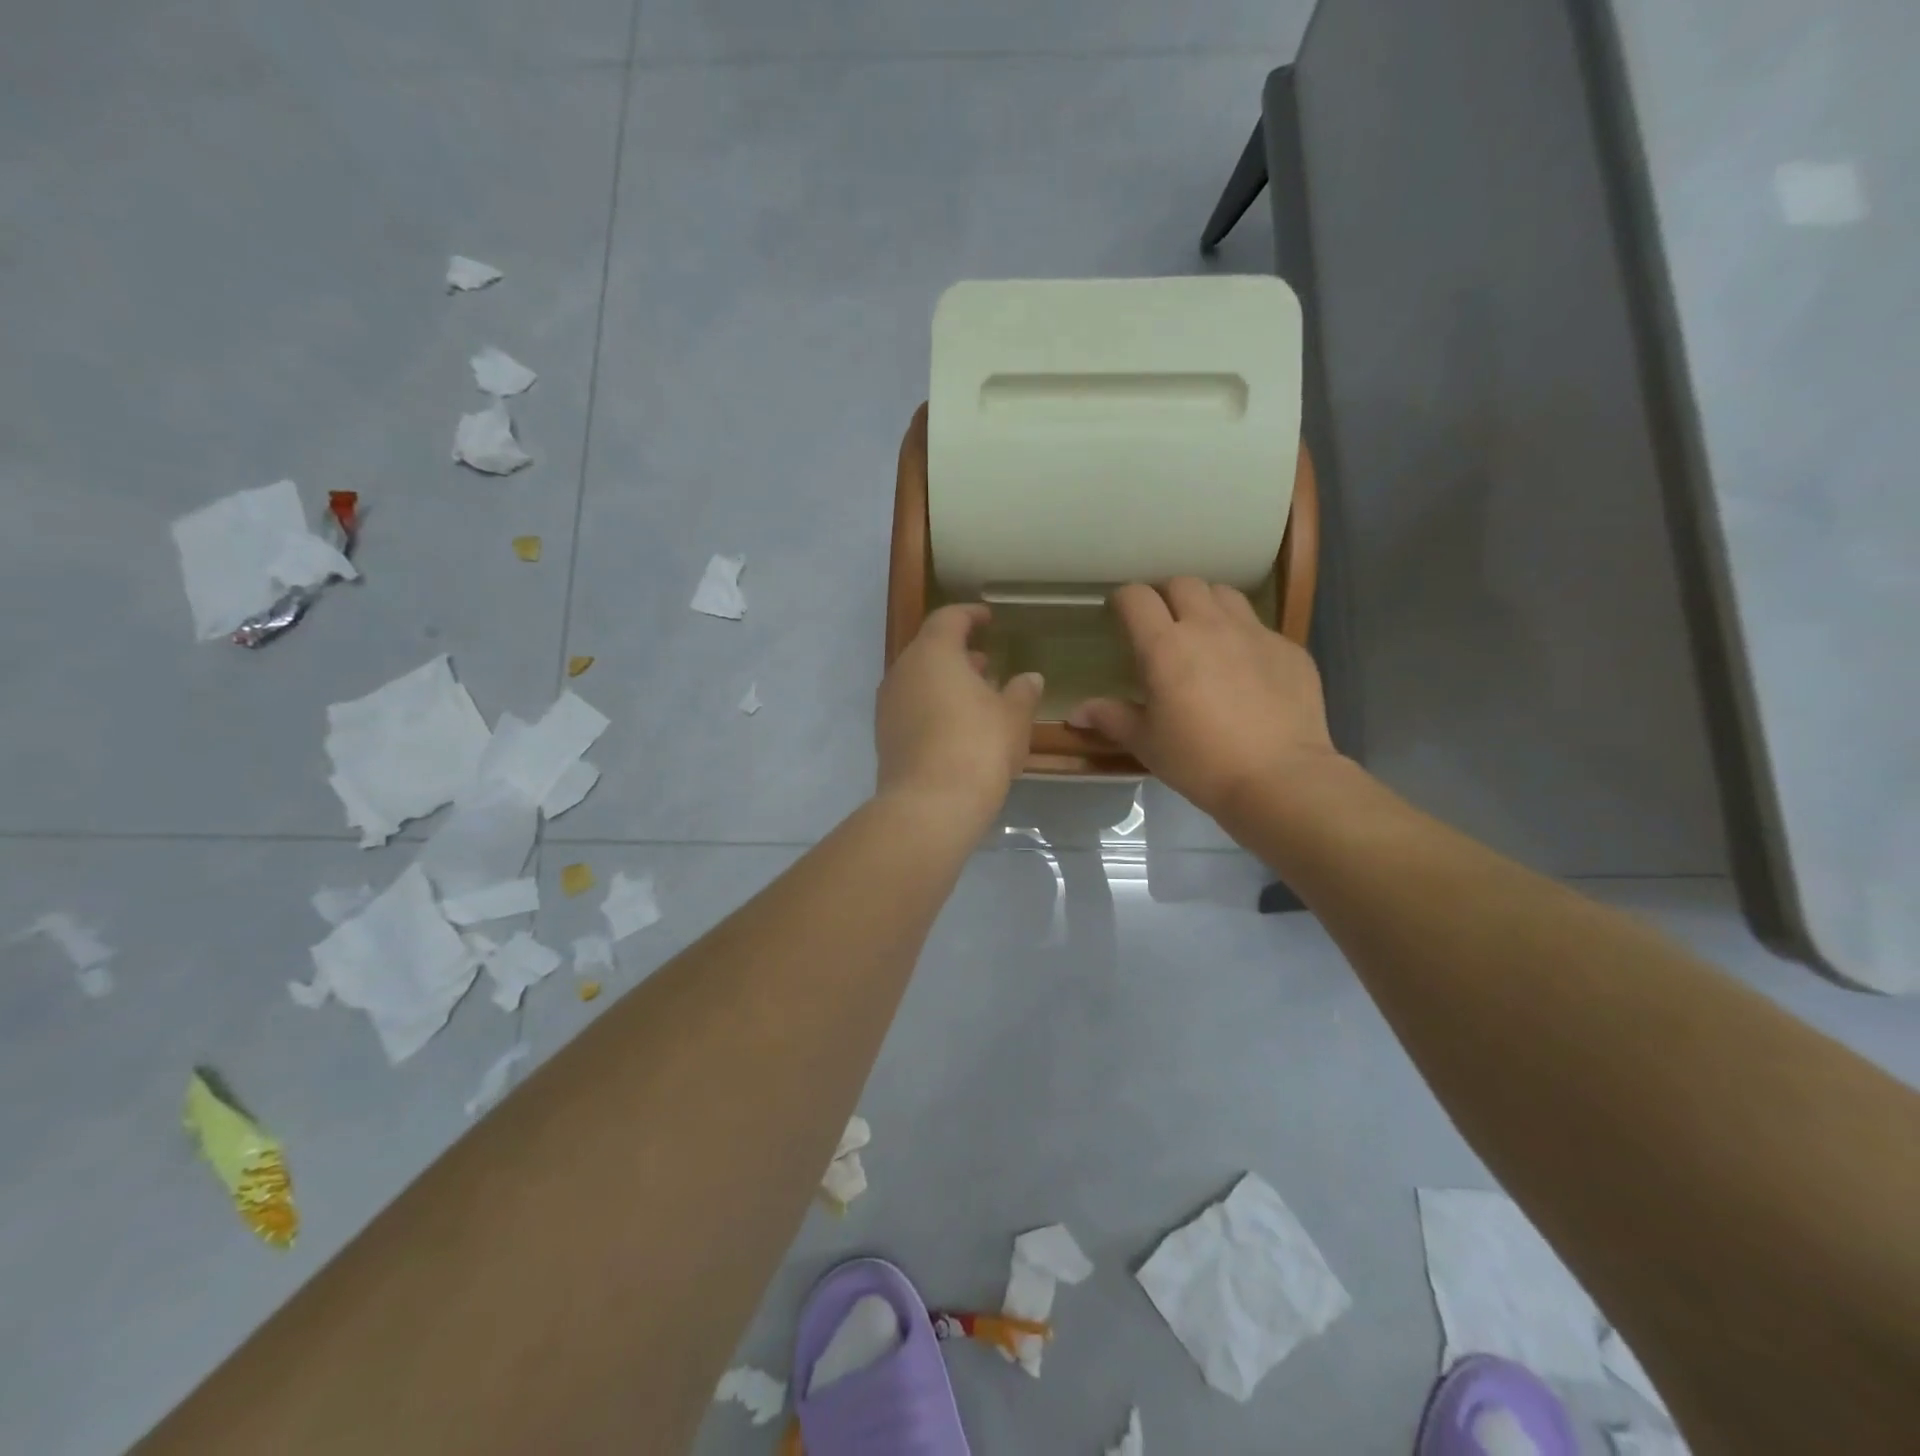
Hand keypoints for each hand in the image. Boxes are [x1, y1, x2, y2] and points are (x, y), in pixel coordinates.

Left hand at [875, 604, 1042, 825]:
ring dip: (946, 682)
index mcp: (933, 653)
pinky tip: (957, 726)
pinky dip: (933, 705)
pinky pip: (911, 707)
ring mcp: (888, 705)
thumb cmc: (978, 746)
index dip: (970, 615)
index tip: (988, 618)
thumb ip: (1022, 692)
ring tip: (977, 696)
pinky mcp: (885, 735)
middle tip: (986, 663)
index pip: (949, 618)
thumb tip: (1029, 677)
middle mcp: (903, 671)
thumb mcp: (1013, 717)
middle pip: (930, 649)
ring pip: (919, 680)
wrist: (929, 805)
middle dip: (959, 653)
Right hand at [1069, 579, 1339, 819]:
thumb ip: (1112, 718)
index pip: (1136, 598)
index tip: (1118, 614)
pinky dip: (1243, 635)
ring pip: (1224, 595)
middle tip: (1161, 622)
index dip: (1123, 600)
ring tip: (1203, 632)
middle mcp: (1209, 626)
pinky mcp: (1288, 648)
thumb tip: (1078, 712)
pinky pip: (1259, 626)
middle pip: (1183, 584)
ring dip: (1206, 605)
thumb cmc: (1199, 761)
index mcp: (1165, 646)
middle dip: (1166, 595)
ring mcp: (1254, 633)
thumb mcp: (1147, 743)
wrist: (1278, 779)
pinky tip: (1244, 667)